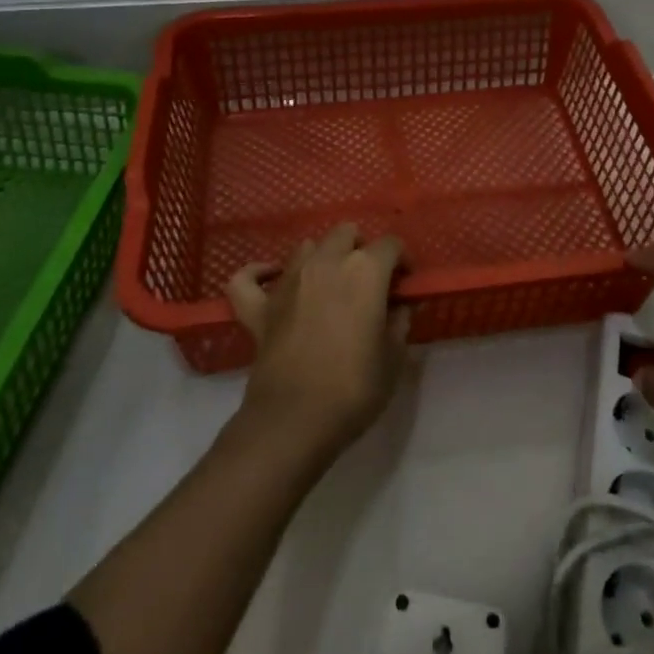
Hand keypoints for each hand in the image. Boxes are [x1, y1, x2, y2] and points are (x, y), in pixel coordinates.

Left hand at [225, 223, 410, 452]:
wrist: (294, 421)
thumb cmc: (354, 388)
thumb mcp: (394, 358)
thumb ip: (399, 323)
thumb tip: (398, 307)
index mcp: (365, 270)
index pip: (391, 246)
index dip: (402, 261)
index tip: (405, 284)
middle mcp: (326, 263)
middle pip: (346, 233)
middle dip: (361, 249)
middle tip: (369, 281)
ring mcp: (288, 282)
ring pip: (306, 247)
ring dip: (321, 257)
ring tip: (330, 284)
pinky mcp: (259, 307)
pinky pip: (248, 278)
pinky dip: (259, 274)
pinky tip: (270, 279)